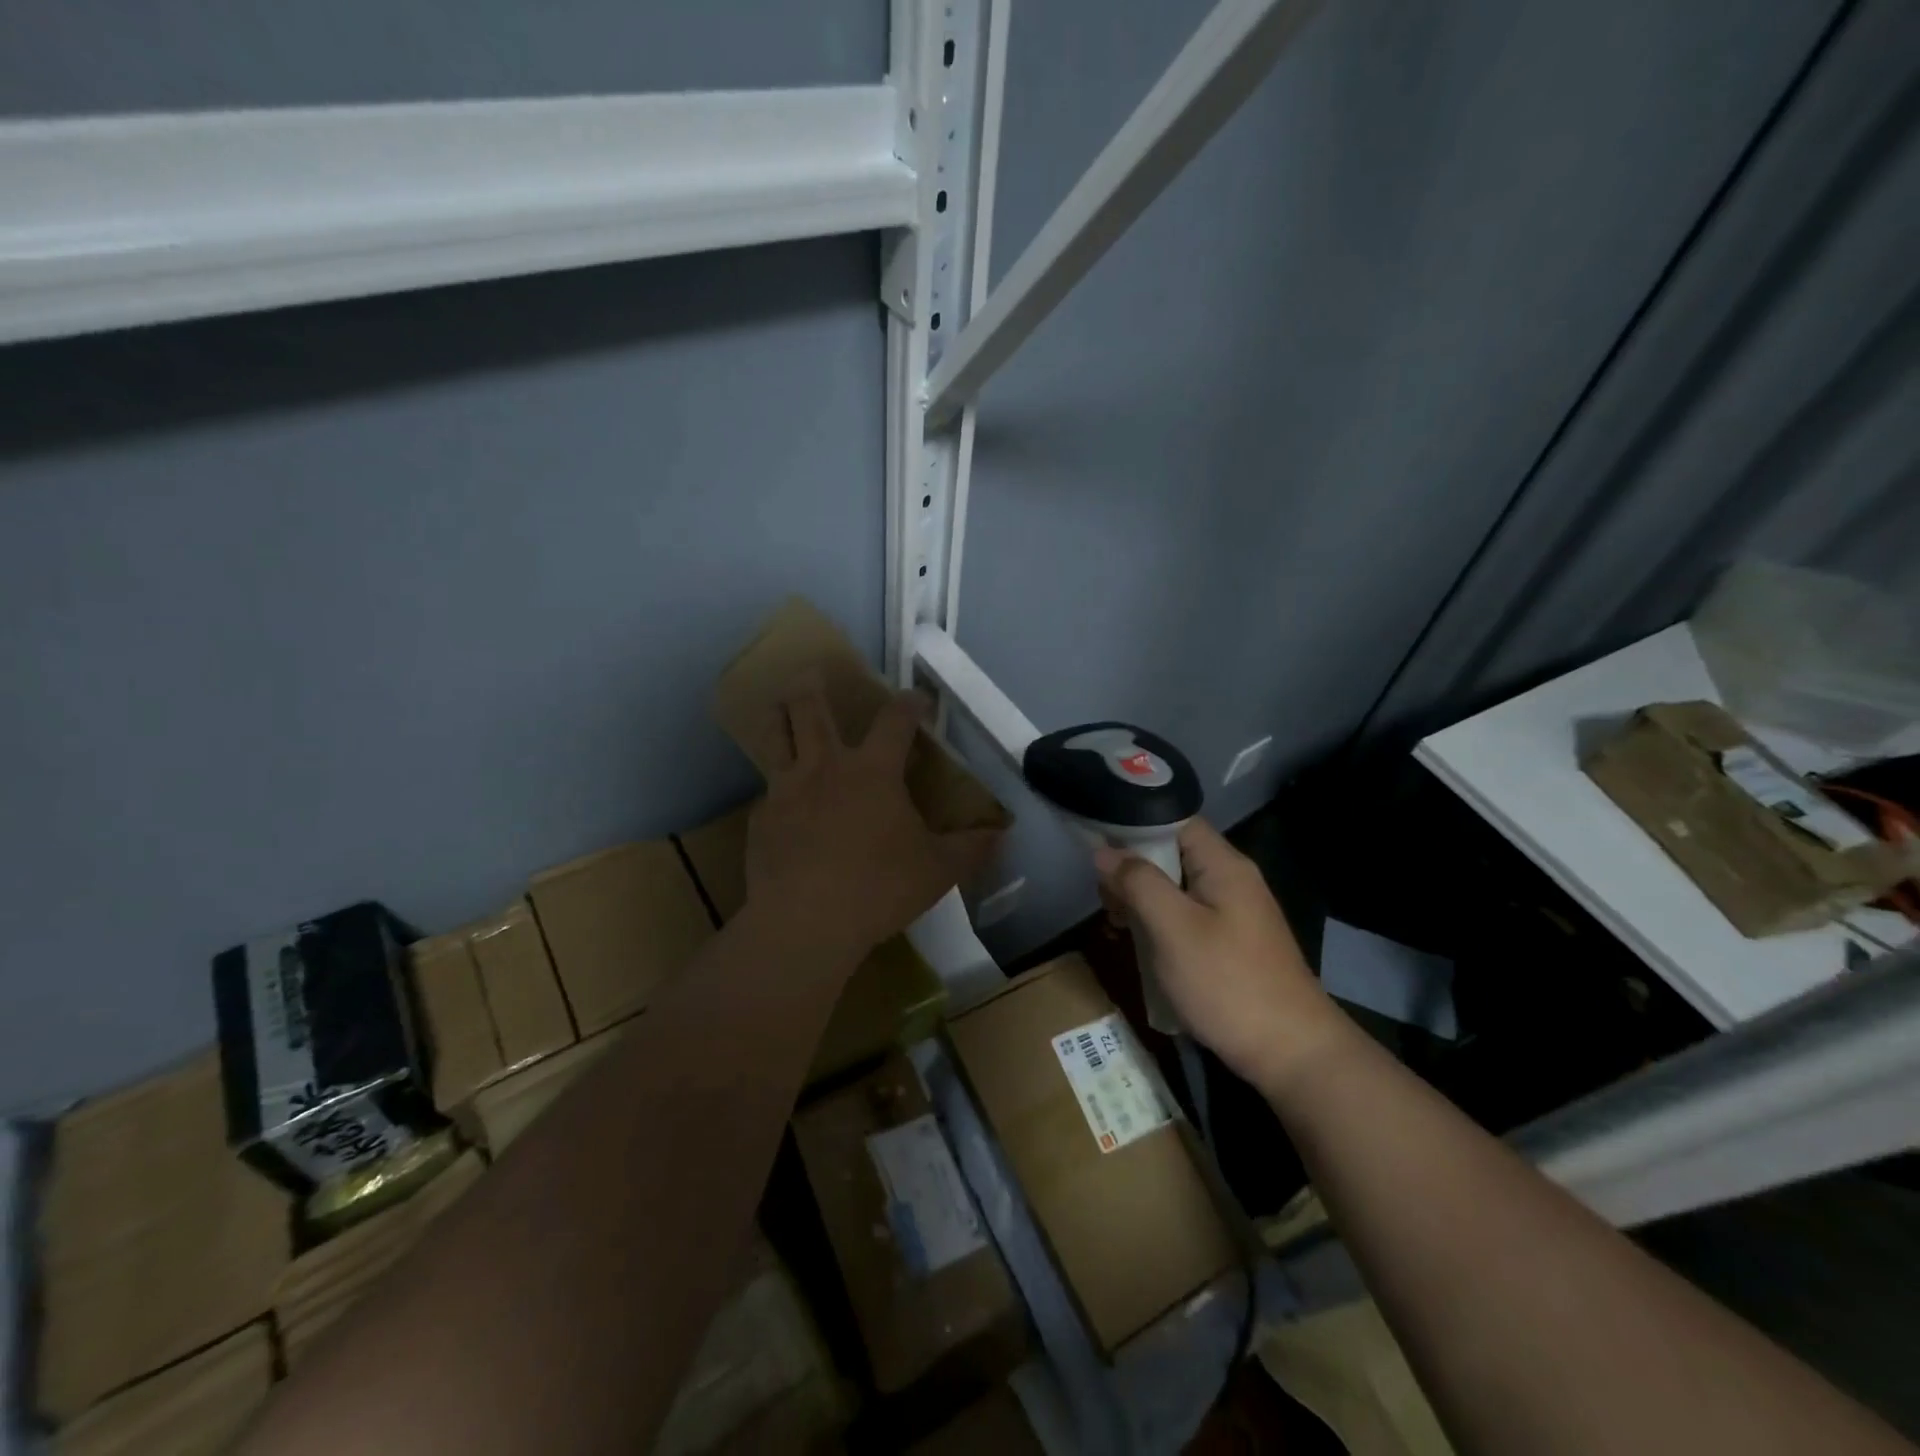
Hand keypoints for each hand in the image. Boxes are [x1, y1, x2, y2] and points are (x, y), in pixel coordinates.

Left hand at [745, 683, 1000, 957]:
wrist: (805, 921)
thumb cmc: (879, 887)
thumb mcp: (937, 870)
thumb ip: (970, 848)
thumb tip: (1000, 834)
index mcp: (873, 771)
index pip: (895, 720)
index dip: (909, 703)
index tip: (917, 698)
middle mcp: (825, 767)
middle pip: (809, 708)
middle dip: (812, 686)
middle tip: (812, 675)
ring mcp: (785, 790)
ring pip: (773, 737)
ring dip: (779, 717)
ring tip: (779, 710)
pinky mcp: (761, 820)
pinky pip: (766, 792)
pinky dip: (775, 790)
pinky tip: (781, 808)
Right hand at [1096, 819, 1351, 1095]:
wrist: (1292, 1054)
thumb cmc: (1228, 983)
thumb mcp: (1174, 929)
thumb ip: (1138, 883)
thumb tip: (1105, 851)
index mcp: (1224, 865)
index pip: (1175, 821)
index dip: (1136, 825)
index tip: (1099, 846)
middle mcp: (1233, 880)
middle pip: (1174, 854)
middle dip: (1134, 869)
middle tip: (1105, 899)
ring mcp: (1235, 913)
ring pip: (1178, 888)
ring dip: (1143, 900)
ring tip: (1117, 924)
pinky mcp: (1233, 943)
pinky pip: (1188, 916)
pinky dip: (1161, 923)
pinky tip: (1143, 946)